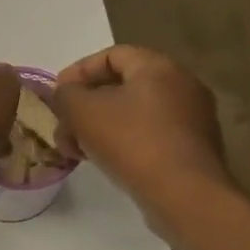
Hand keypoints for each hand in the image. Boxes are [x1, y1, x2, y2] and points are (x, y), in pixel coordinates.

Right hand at [52, 47, 232, 210]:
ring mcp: (192, 118)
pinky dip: (123, 143)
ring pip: (133, 114)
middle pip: (121, 86)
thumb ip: (66, 95)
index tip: (56, 95)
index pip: (111, 55)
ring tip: (77, 152)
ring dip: (100, 128)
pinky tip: (105, 162)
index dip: (78, 72)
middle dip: (85, 107)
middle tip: (63, 129)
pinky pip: (149, 135)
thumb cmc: (131, 142)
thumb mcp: (83, 112)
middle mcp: (181, 85)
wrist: (183, 194)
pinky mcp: (192, 148)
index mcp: (158, 67)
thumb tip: (66, 95)